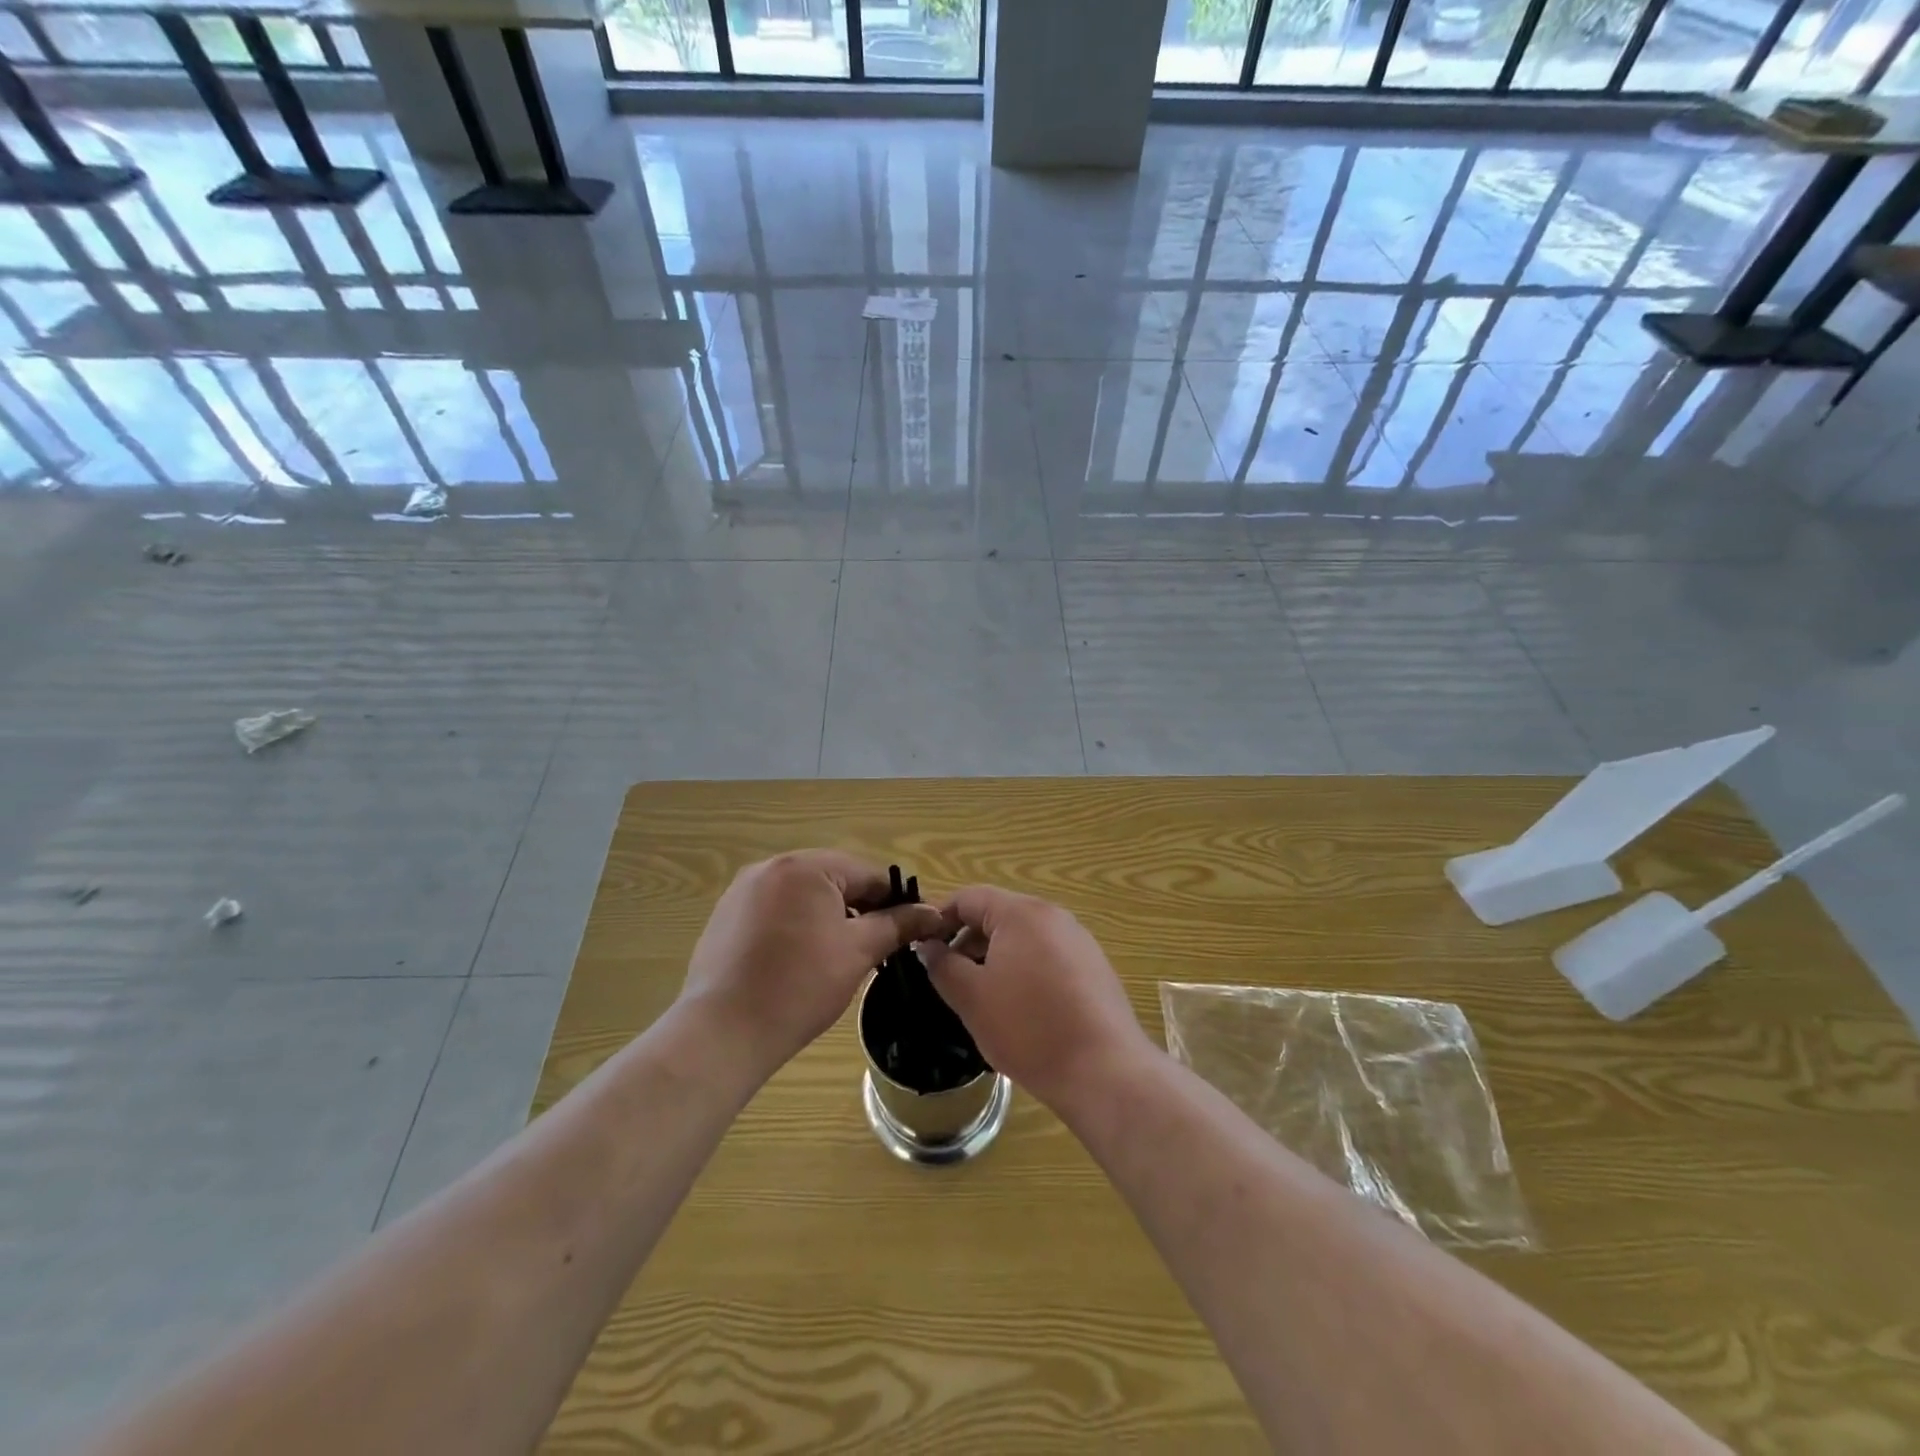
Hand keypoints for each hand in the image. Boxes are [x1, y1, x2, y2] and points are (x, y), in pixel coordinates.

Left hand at [682, 851, 944, 1076]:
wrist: (723, 1032)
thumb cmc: (799, 986)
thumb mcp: (858, 952)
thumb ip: (897, 925)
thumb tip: (932, 913)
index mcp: (805, 866)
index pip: (866, 873)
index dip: (894, 901)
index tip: (911, 929)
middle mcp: (770, 866)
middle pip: (833, 879)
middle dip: (859, 908)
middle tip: (876, 946)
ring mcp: (742, 890)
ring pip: (803, 894)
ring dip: (827, 916)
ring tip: (839, 955)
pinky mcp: (726, 915)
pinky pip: (775, 909)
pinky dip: (795, 925)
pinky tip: (799, 960)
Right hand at [916, 886, 1157, 1114]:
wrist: (1104, 1071)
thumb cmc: (1029, 1029)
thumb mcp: (972, 998)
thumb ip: (943, 965)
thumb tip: (928, 946)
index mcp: (1021, 913)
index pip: (969, 897)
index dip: (940, 918)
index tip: (922, 947)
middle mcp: (1053, 915)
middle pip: (998, 914)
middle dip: (968, 940)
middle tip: (948, 976)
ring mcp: (1078, 940)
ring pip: (1023, 936)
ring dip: (995, 956)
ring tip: (981, 995)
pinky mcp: (1094, 966)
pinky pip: (1047, 955)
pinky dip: (1024, 969)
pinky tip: (1020, 1007)